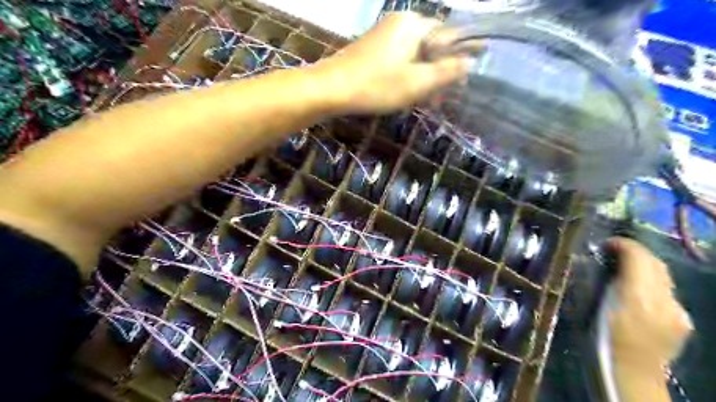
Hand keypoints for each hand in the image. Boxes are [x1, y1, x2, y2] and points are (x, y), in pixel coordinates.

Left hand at [314, 11, 471, 113]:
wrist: (331, 89)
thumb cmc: (377, 86)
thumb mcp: (417, 82)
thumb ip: (447, 72)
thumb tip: (471, 62)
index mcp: (414, 24)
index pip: (449, 35)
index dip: (460, 56)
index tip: (464, 79)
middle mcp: (400, 22)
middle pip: (431, 46)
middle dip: (439, 71)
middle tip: (440, 97)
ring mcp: (385, 34)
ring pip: (415, 55)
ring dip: (423, 76)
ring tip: (425, 100)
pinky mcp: (374, 48)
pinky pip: (400, 59)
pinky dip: (407, 75)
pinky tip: (407, 93)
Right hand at [603, 236, 693, 372]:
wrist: (632, 374)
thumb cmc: (602, 339)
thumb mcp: (595, 306)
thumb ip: (605, 281)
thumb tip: (605, 261)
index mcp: (637, 295)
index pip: (639, 257)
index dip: (623, 244)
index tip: (607, 243)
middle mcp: (664, 300)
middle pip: (656, 263)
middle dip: (635, 252)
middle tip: (614, 251)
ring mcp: (678, 312)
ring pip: (664, 277)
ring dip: (645, 266)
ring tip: (624, 268)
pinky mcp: (683, 321)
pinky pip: (668, 293)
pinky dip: (653, 284)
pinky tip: (639, 293)